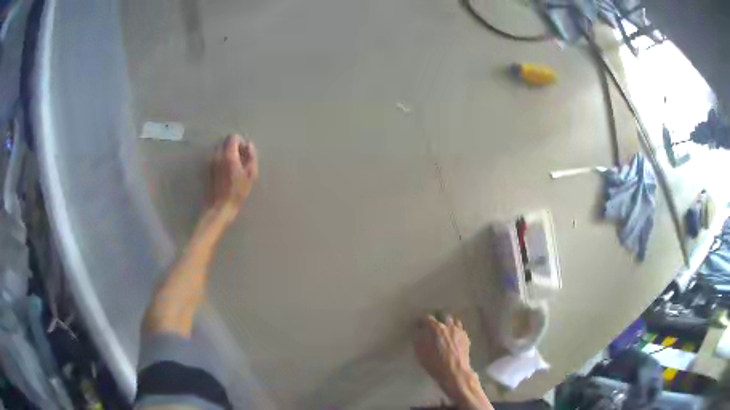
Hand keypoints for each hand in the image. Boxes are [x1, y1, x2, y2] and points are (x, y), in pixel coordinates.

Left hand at [210, 134, 258, 220]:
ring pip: (220, 149)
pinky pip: (216, 157)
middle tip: (240, 159)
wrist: (220, 206)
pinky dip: (222, 159)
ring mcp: (211, 161)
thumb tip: (249, 145)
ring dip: (227, 152)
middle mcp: (217, 155)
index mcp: (228, 155)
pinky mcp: (208, 168)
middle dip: (233, 146)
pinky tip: (227, 171)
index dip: (241, 142)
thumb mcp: (251, 174)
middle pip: (225, 141)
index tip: (245, 152)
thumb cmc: (237, 191)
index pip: (233, 137)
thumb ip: (251, 156)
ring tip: (234, 166)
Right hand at [414, 315, 491, 408]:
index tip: (419, 324)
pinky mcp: (466, 338)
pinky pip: (460, 329)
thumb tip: (418, 333)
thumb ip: (418, 340)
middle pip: (443, 316)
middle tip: (433, 325)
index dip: (422, 321)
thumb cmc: (435, 364)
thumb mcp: (420, 354)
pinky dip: (455, 330)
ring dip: (448, 324)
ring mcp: (459, 331)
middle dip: (437, 318)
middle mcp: (449, 327)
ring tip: (444, 330)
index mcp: (437, 329)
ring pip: (453, 321)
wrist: (455, 372)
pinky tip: (452, 337)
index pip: (428, 319)